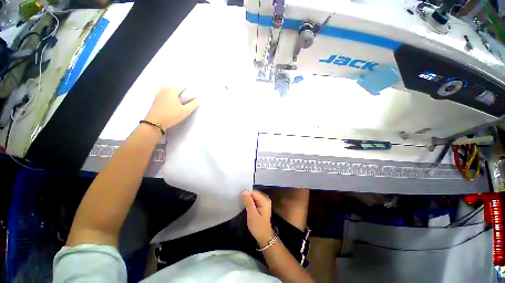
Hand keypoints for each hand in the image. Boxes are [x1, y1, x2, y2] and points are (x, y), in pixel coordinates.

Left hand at [144, 87, 198, 129]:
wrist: (155, 123)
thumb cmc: (171, 115)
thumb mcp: (185, 111)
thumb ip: (193, 104)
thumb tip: (198, 100)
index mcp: (172, 89)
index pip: (184, 88)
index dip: (189, 94)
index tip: (191, 101)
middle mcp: (165, 88)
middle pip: (178, 90)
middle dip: (183, 96)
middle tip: (186, 105)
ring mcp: (159, 93)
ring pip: (172, 94)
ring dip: (177, 98)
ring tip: (180, 107)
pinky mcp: (156, 99)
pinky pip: (167, 97)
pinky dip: (171, 100)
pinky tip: (173, 107)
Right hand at [241, 190, 274, 246]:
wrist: (264, 237)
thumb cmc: (258, 226)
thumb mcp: (252, 214)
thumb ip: (248, 202)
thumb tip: (244, 191)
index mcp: (264, 200)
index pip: (254, 192)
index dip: (246, 193)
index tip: (238, 196)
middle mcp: (265, 199)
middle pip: (254, 193)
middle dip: (246, 195)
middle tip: (238, 199)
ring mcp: (264, 202)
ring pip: (253, 197)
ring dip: (247, 199)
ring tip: (240, 201)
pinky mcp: (261, 205)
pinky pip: (254, 200)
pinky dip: (249, 202)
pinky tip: (244, 204)